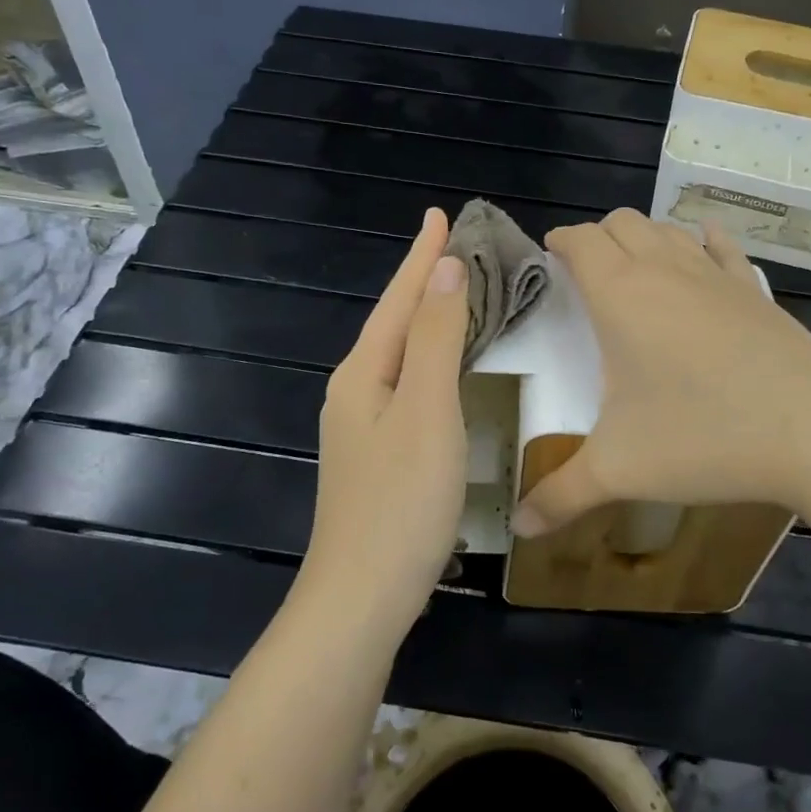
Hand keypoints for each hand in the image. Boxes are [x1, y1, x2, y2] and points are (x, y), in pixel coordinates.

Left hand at [302, 209, 468, 633]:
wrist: (361, 597)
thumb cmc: (401, 501)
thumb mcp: (426, 411)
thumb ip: (435, 339)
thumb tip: (442, 271)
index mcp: (363, 373)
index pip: (398, 299)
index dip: (421, 256)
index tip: (439, 214)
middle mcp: (355, 391)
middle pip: (394, 322)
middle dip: (422, 281)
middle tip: (455, 247)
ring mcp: (362, 426)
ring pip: (400, 353)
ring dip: (426, 318)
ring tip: (454, 292)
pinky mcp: (378, 454)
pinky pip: (406, 383)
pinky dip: (429, 358)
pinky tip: (443, 367)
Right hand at [510, 209, 810, 536]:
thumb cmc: (704, 438)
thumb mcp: (620, 471)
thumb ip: (561, 496)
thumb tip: (520, 528)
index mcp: (621, 296)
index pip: (581, 241)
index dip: (559, 240)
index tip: (547, 255)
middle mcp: (665, 271)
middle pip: (622, 223)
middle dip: (597, 237)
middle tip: (583, 273)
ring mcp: (716, 276)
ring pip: (668, 230)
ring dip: (642, 237)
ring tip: (632, 268)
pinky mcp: (755, 291)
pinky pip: (722, 247)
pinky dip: (702, 240)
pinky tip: (702, 246)